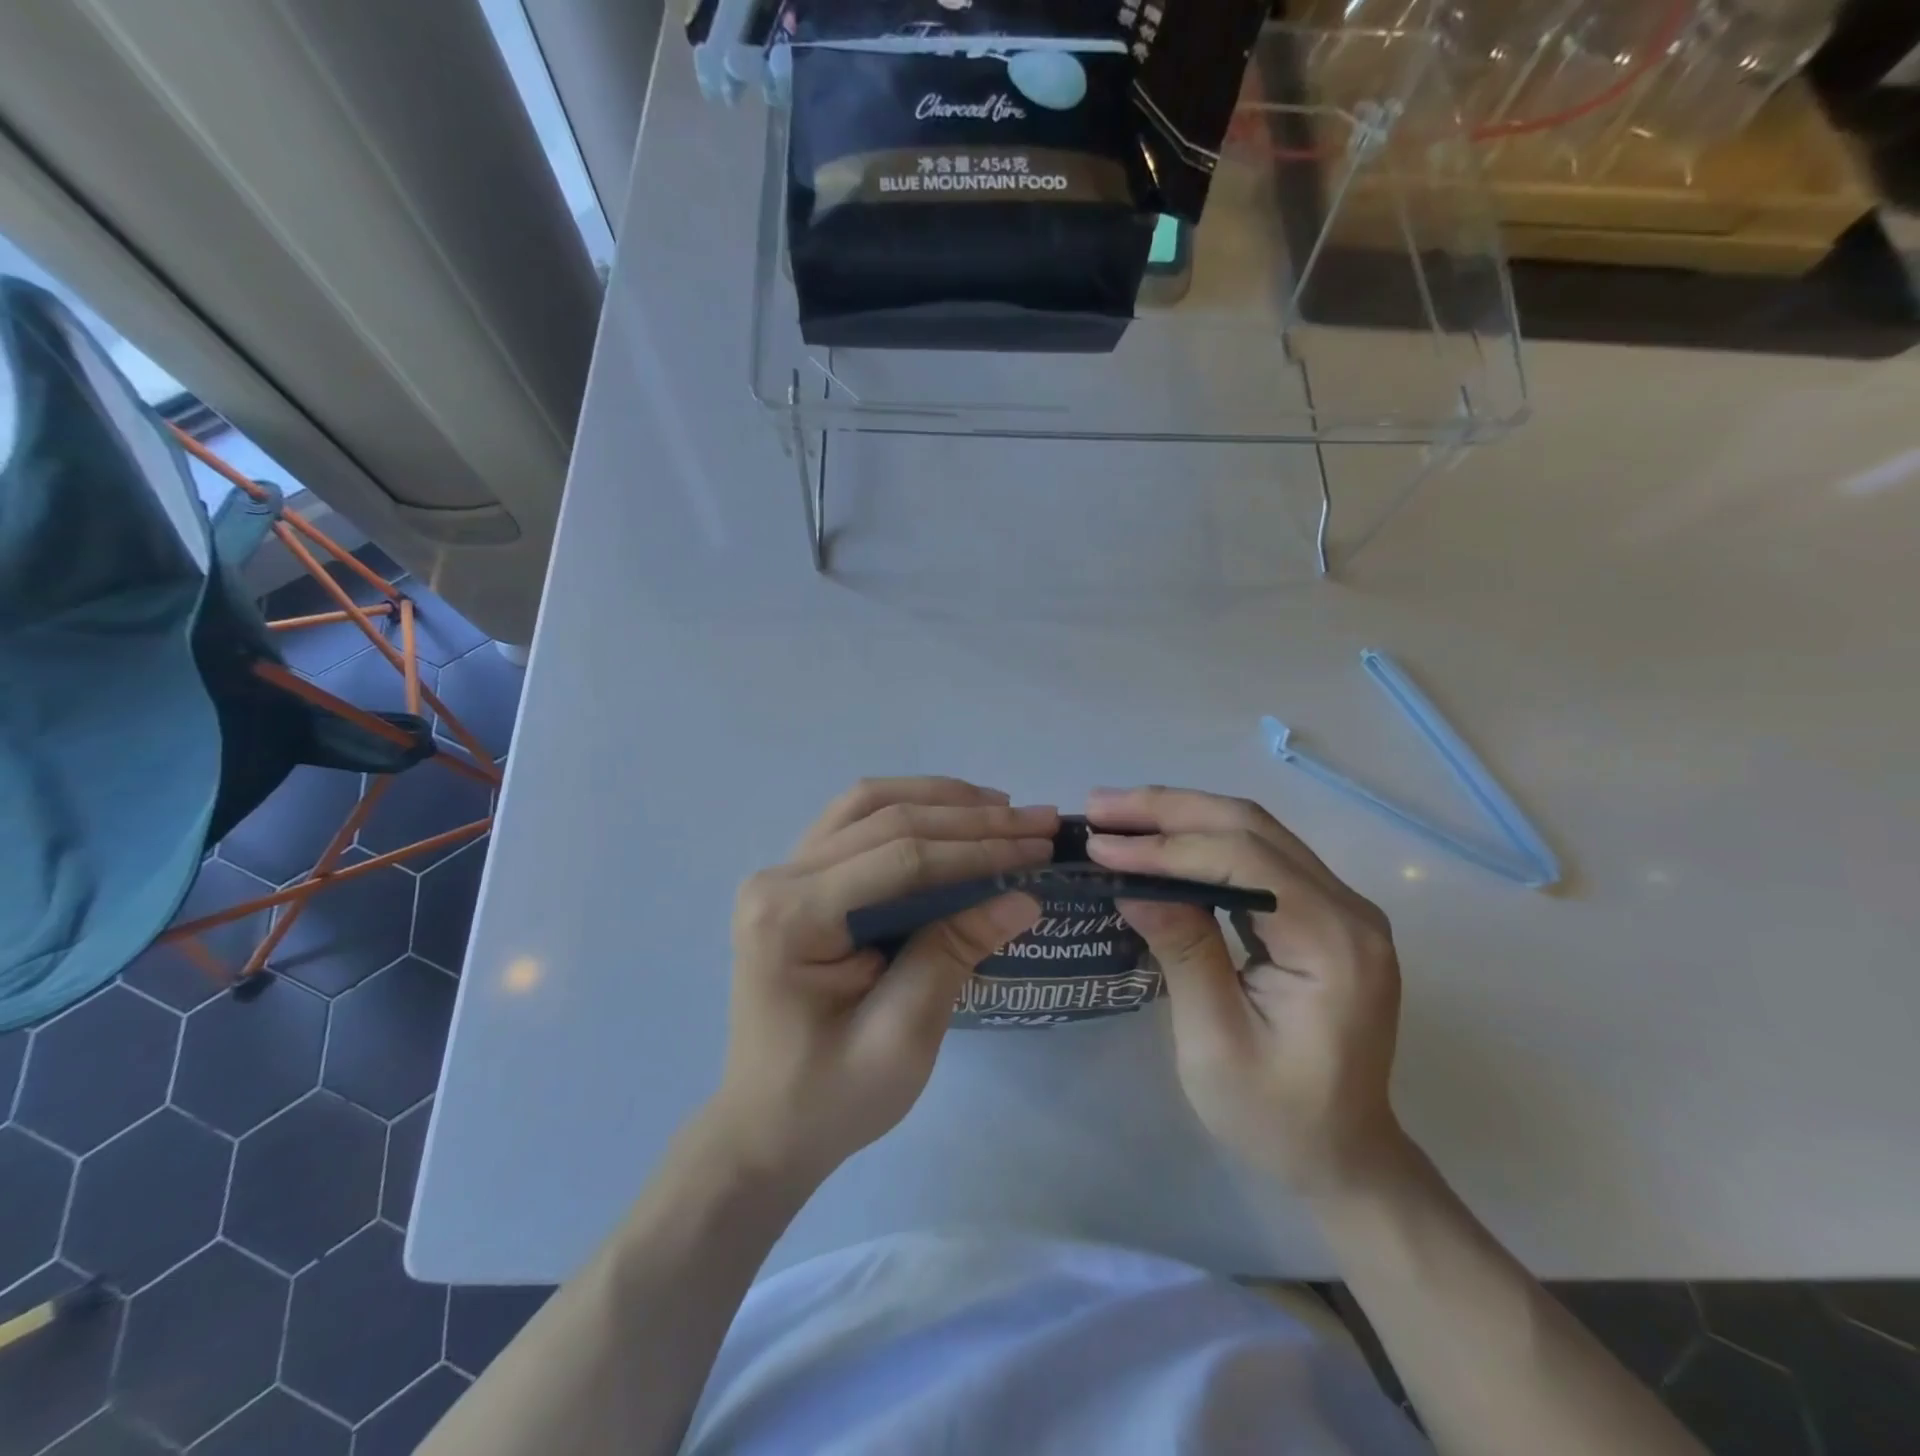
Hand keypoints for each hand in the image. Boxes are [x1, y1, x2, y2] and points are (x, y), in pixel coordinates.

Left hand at [704, 778, 1055, 1184]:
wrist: (766, 1125)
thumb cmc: (830, 1097)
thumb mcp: (901, 1038)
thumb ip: (953, 954)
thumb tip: (1023, 896)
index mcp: (791, 917)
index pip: (900, 859)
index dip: (976, 848)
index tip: (1040, 845)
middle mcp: (779, 878)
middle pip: (886, 820)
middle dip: (971, 818)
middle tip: (1040, 820)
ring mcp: (784, 873)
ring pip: (869, 805)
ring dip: (940, 800)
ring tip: (1003, 807)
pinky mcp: (798, 880)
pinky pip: (857, 823)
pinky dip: (911, 810)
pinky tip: (953, 816)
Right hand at [1084, 786, 1407, 1194]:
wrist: (1343, 1156)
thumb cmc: (1277, 1117)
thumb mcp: (1216, 1043)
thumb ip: (1183, 951)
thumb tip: (1130, 882)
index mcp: (1334, 943)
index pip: (1244, 861)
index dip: (1166, 846)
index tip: (1101, 844)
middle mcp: (1348, 909)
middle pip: (1251, 828)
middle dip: (1168, 811)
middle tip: (1099, 807)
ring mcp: (1339, 906)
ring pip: (1252, 831)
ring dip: (1180, 816)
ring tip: (1116, 816)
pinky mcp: (1320, 912)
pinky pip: (1256, 856)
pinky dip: (1200, 841)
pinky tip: (1157, 842)